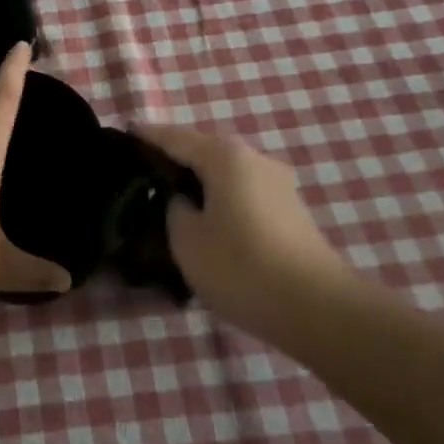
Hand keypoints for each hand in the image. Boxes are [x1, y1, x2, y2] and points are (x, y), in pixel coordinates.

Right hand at [135, 125, 352, 335]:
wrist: (320, 310)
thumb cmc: (242, 267)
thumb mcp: (186, 239)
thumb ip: (173, 208)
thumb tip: (182, 200)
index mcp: (223, 156)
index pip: (173, 137)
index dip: (146, 136)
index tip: (123, 134)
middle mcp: (253, 158)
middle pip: (202, 151)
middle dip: (173, 160)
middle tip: (141, 175)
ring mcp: (277, 183)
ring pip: (224, 174)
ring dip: (198, 183)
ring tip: (170, 202)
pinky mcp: (290, 211)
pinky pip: (242, 193)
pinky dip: (220, 200)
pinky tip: (206, 222)